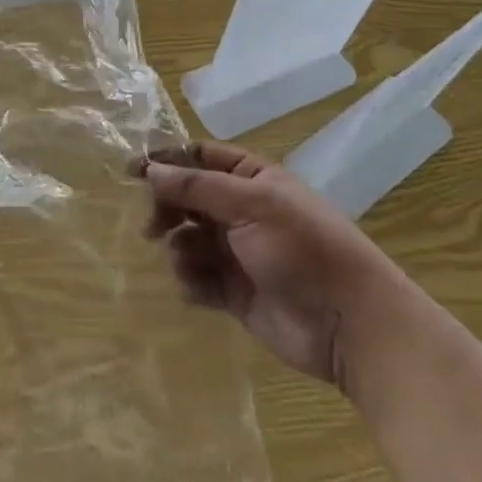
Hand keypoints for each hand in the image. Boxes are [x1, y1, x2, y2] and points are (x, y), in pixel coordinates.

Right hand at [141, 141, 405, 387]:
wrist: (350, 325)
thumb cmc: (302, 249)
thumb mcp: (250, 205)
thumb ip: (196, 187)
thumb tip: (150, 169)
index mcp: (251, 179)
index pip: (199, 157)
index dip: (166, 161)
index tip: (131, 172)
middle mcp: (241, 211)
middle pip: (187, 198)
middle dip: (166, 209)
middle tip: (151, 226)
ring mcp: (237, 253)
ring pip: (187, 239)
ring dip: (178, 248)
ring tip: (186, 262)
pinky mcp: (234, 293)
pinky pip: (197, 278)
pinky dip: (190, 281)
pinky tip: (196, 289)